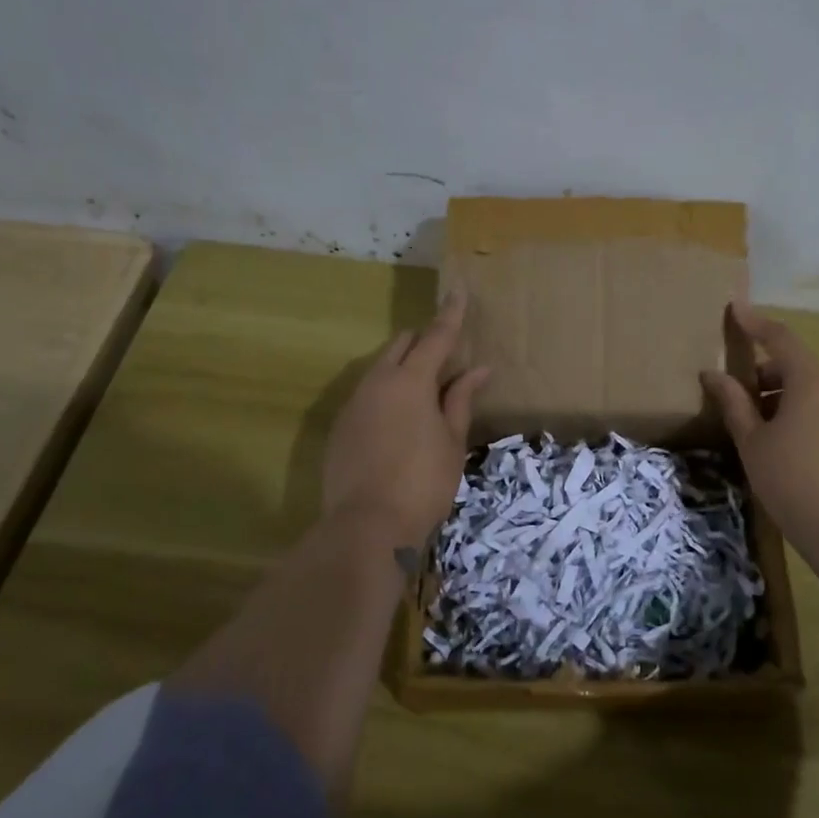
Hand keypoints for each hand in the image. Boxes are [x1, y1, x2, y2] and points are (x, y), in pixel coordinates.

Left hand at [321, 287, 488, 550]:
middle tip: (445, 357)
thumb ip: (461, 399)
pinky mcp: (340, 427)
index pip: (436, 336)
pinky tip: (397, 421)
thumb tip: (478, 369)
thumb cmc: (423, 482)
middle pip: (402, 346)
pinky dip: (385, 394)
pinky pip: (366, 395)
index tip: (458, 291)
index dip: (451, 315)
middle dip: (423, 342)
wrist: (367, 526)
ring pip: (380, 369)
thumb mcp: (452, 440)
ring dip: (402, 368)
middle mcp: (377, 382)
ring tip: (424, 393)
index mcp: (411, 380)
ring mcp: (353, 404)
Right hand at [703, 304, 818, 666]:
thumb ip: (733, 402)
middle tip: (735, 393)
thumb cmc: (790, 480)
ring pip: (808, 384)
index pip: (779, 337)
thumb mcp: (752, 441)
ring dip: (780, 391)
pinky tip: (781, 436)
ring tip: (754, 421)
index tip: (734, 307)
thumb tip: (712, 374)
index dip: (754, 322)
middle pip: (794, 362)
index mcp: (811, 379)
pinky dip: (799, 406)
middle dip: (763, 370)